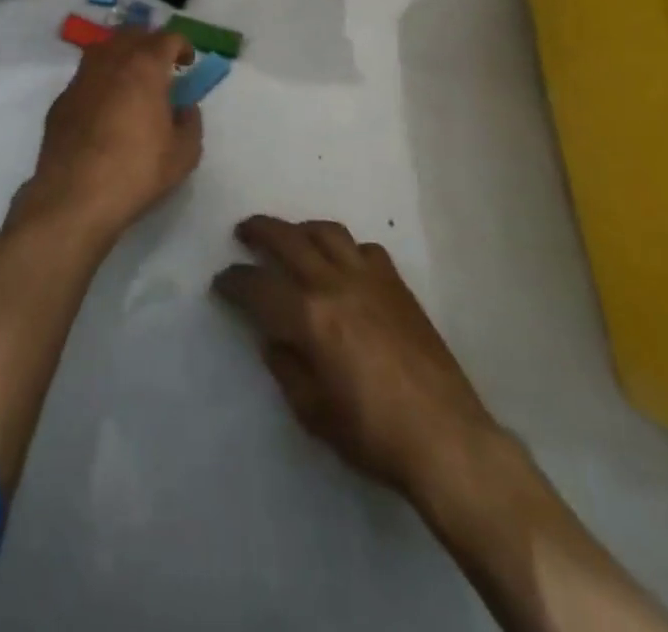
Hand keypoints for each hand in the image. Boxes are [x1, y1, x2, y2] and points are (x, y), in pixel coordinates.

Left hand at [20, 27, 202, 244]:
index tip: (187, 64)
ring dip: (122, 57)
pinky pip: (86, 78)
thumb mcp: (184, 154)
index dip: (182, 46)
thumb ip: (191, 122)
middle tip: (161, 66)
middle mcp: (110, 62)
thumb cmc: (137, 171)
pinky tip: (105, 108)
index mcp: (144, 67)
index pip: (167, 38)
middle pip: (132, 35)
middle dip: (150, 44)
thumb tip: (185, 107)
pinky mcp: (61, 100)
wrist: (75, 196)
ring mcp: (81, 79)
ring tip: (132, 81)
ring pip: (104, 50)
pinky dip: (101, 81)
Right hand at [214, 216, 503, 498]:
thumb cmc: (373, 434)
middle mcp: (334, 284)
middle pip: (288, 239)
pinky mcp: (397, 284)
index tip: (221, 281)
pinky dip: (346, 249)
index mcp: (309, 318)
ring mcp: (369, 278)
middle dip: (259, 231)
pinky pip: (364, 249)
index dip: (233, 281)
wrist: (446, 438)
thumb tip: (274, 339)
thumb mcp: (313, 413)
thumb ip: (286, 368)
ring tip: (290, 237)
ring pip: (327, 232)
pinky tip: (343, 265)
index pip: (257, 286)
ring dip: (301, 229)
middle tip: (243, 232)